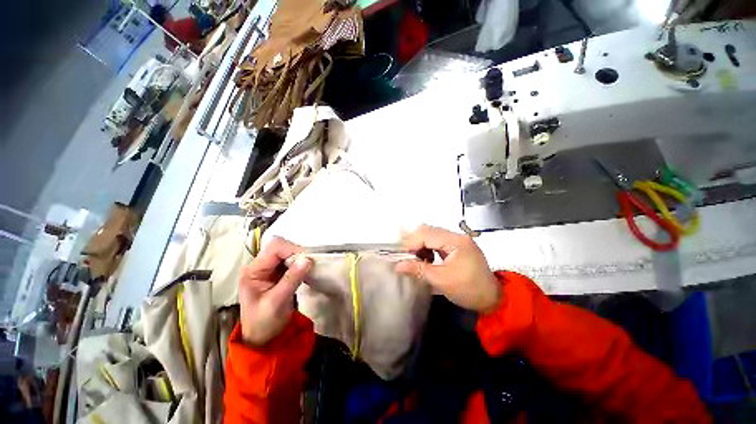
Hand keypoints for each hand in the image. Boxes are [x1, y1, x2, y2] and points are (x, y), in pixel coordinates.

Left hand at [238, 237, 311, 346]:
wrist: (263, 338)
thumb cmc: (265, 323)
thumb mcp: (277, 302)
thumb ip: (291, 279)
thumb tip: (307, 259)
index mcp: (252, 271)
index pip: (274, 248)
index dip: (292, 250)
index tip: (308, 260)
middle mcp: (258, 265)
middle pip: (280, 247)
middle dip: (296, 252)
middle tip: (309, 264)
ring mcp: (268, 268)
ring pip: (287, 251)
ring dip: (299, 257)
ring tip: (308, 268)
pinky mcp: (277, 272)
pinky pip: (290, 260)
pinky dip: (299, 263)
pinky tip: (305, 271)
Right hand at [396, 225, 500, 312]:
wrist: (492, 299)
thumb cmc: (468, 290)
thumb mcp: (441, 280)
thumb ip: (418, 269)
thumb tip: (397, 265)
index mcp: (455, 241)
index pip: (426, 233)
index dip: (411, 243)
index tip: (402, 256)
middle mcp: (457, 235)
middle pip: (428, 231)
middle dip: (414, 243)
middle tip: (408, 258)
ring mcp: (458, 239)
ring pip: (432, 234)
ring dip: (421, 245)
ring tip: (417, 259)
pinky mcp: (458, 245)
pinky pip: (437, 240)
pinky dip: (428, 247)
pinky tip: (427, 259)